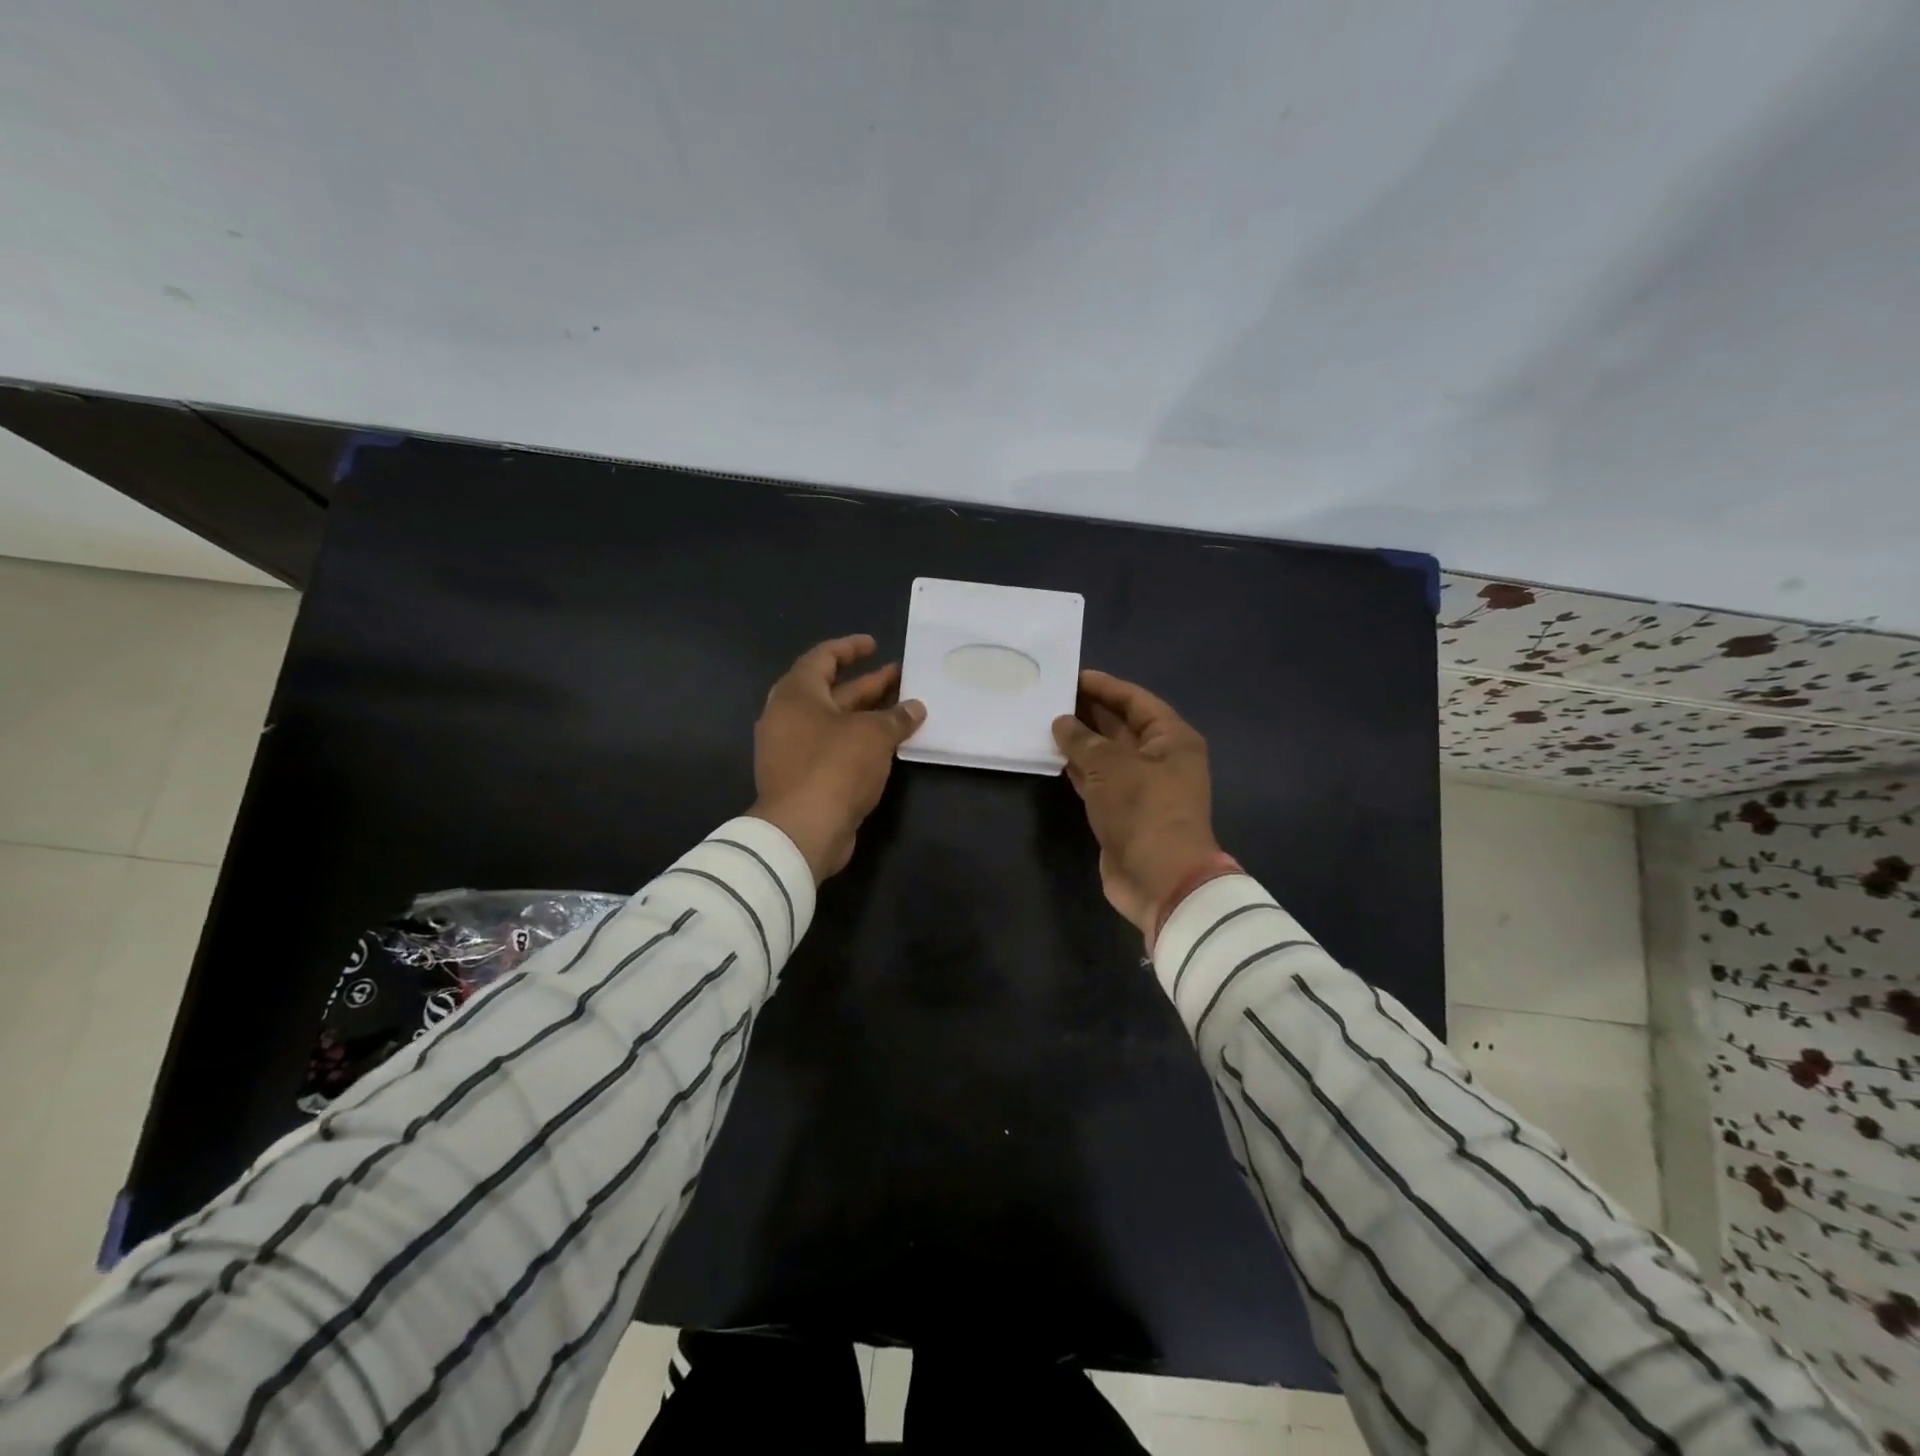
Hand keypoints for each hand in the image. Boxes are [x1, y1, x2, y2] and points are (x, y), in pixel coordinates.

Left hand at [750, 635, 925, 882]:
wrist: (802, 831)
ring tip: (903, 709)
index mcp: (796, 694)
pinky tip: (887, 744)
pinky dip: (858, 741)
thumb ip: (896, 717)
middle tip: (901, 677)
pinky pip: (832, 748)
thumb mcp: (873, 735)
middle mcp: (788, 717)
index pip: (822, 657)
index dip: (850, 648)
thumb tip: (916, 708)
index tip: (875, 645)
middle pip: (830, 691)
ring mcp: (792, 750)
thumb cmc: (835, 767)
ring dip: (866, 714)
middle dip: (867, 683)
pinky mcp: (801, 777)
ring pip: (834, 722)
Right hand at [1052, 670, 1222, 936]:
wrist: (1159, 878)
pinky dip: (1079, 769)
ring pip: (1107, 755)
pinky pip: (1099, 781)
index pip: (1136, 701)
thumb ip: (1082, 740)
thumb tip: (1062, 722)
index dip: (1105, 687)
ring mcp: (1142, 788)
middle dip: (1089, 711)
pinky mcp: (1123, 812)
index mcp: (1172, 739)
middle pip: (1122, 726)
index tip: (1072, 676)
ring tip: (1045, 722)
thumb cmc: (1143, 810)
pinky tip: (1054, 757)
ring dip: (1081, 741)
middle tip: (1051, 697)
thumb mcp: (1110, 766)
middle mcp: (1160, 759)